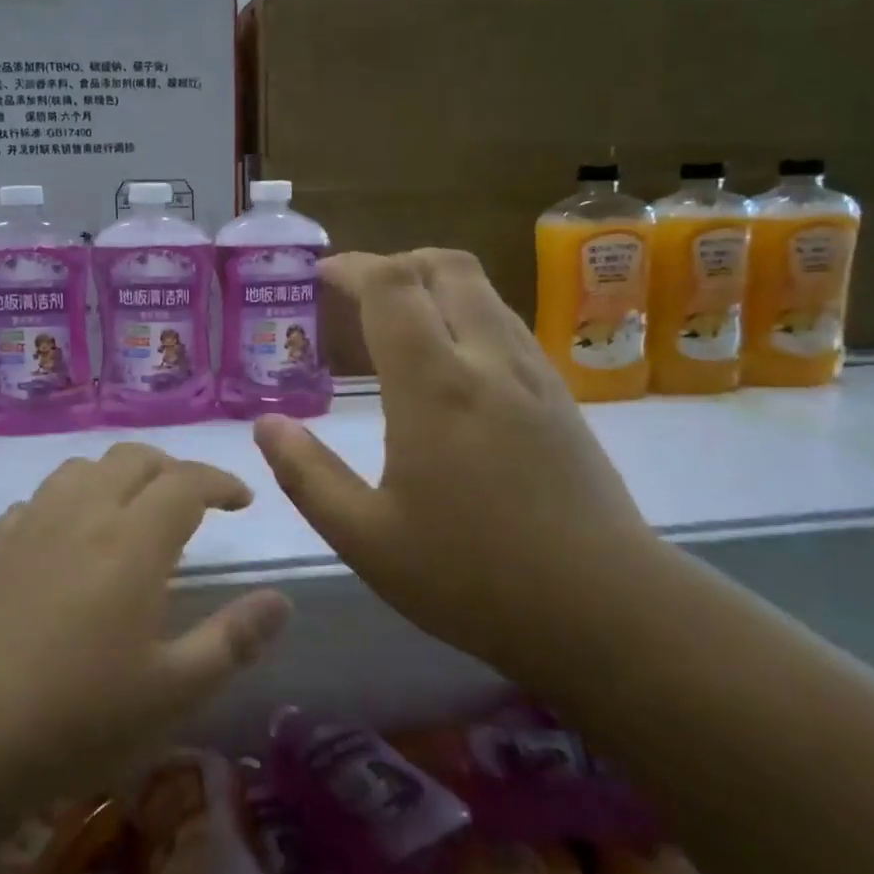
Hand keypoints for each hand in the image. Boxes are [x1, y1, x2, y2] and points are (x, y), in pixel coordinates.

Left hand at [0, 443, 291, 807]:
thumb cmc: (76, 717)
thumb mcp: (173, 692)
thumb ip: (233, 640)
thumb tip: (281, 600)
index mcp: (132, 541)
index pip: (186, 481)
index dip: (220, 481)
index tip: (242, 500)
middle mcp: (83, 515)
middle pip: (133, 459)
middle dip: (172, 469)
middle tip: (194, 503)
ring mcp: (31, 527)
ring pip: (82, 468)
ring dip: (118, 475)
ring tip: (134, 510)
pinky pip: (39, 500)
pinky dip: (68, 500)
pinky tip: (68, 537)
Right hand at [253, 249, 658, 686]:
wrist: (607, 610)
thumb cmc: (473, 577)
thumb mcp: (367, 539)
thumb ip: (308, 476)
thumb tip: (267, 425)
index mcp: (434, 387)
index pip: (392, 287)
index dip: (352, 267)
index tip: (320, 277)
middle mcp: (488, 362)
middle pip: (446, 267)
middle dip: (395, 264)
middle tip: (357, 296)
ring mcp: (533, 375)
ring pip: (483, 292)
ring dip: (434, 286)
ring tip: (397, 326)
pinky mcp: (560, 397)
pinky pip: (506, 324)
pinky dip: (467, 314)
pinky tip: (450, 366)